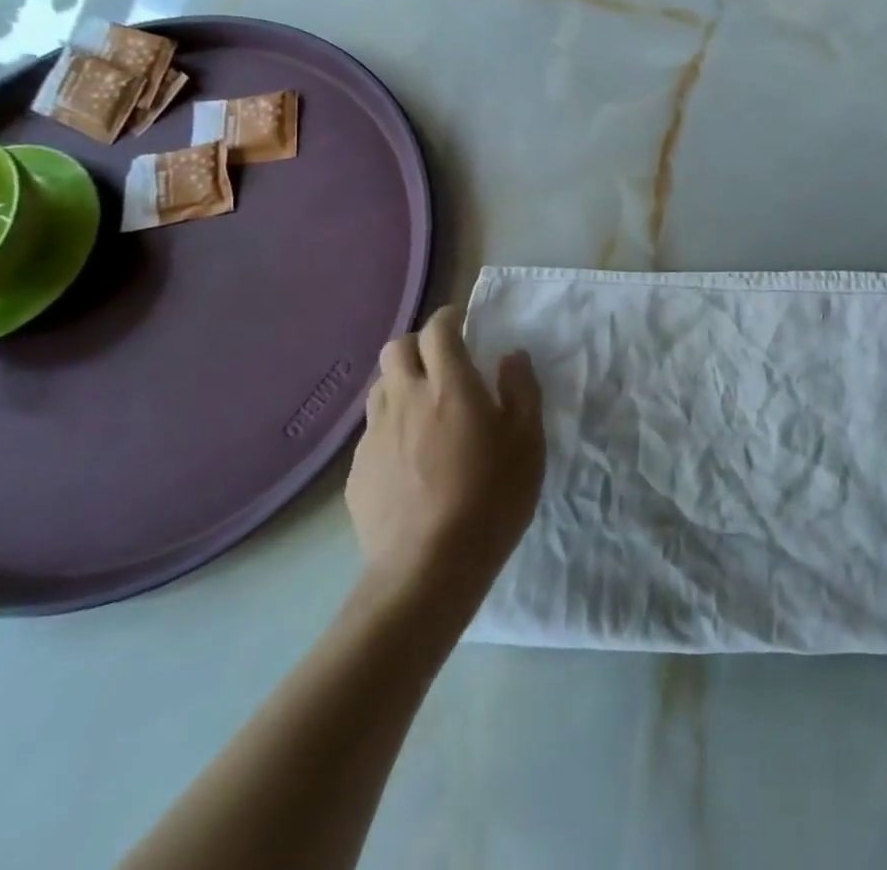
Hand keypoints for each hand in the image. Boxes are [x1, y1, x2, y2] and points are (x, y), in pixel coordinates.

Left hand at [346, 306, 543, 606]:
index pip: (438, 330)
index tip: (463, 322)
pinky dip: (392, 427)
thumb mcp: (528, 440)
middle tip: (444, 363)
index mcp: (449, 386)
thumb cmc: (491, 498)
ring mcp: (375, 436)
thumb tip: (511, 357)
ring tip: (426, 407)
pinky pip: (372, 431)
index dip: (450, 318)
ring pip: (380, 387)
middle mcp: (405, 399)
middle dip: (419, 344)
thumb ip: (522, 389)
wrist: (428, 569)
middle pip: (397, 348)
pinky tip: (410, 458)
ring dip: (401, 382)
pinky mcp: (357, 472)